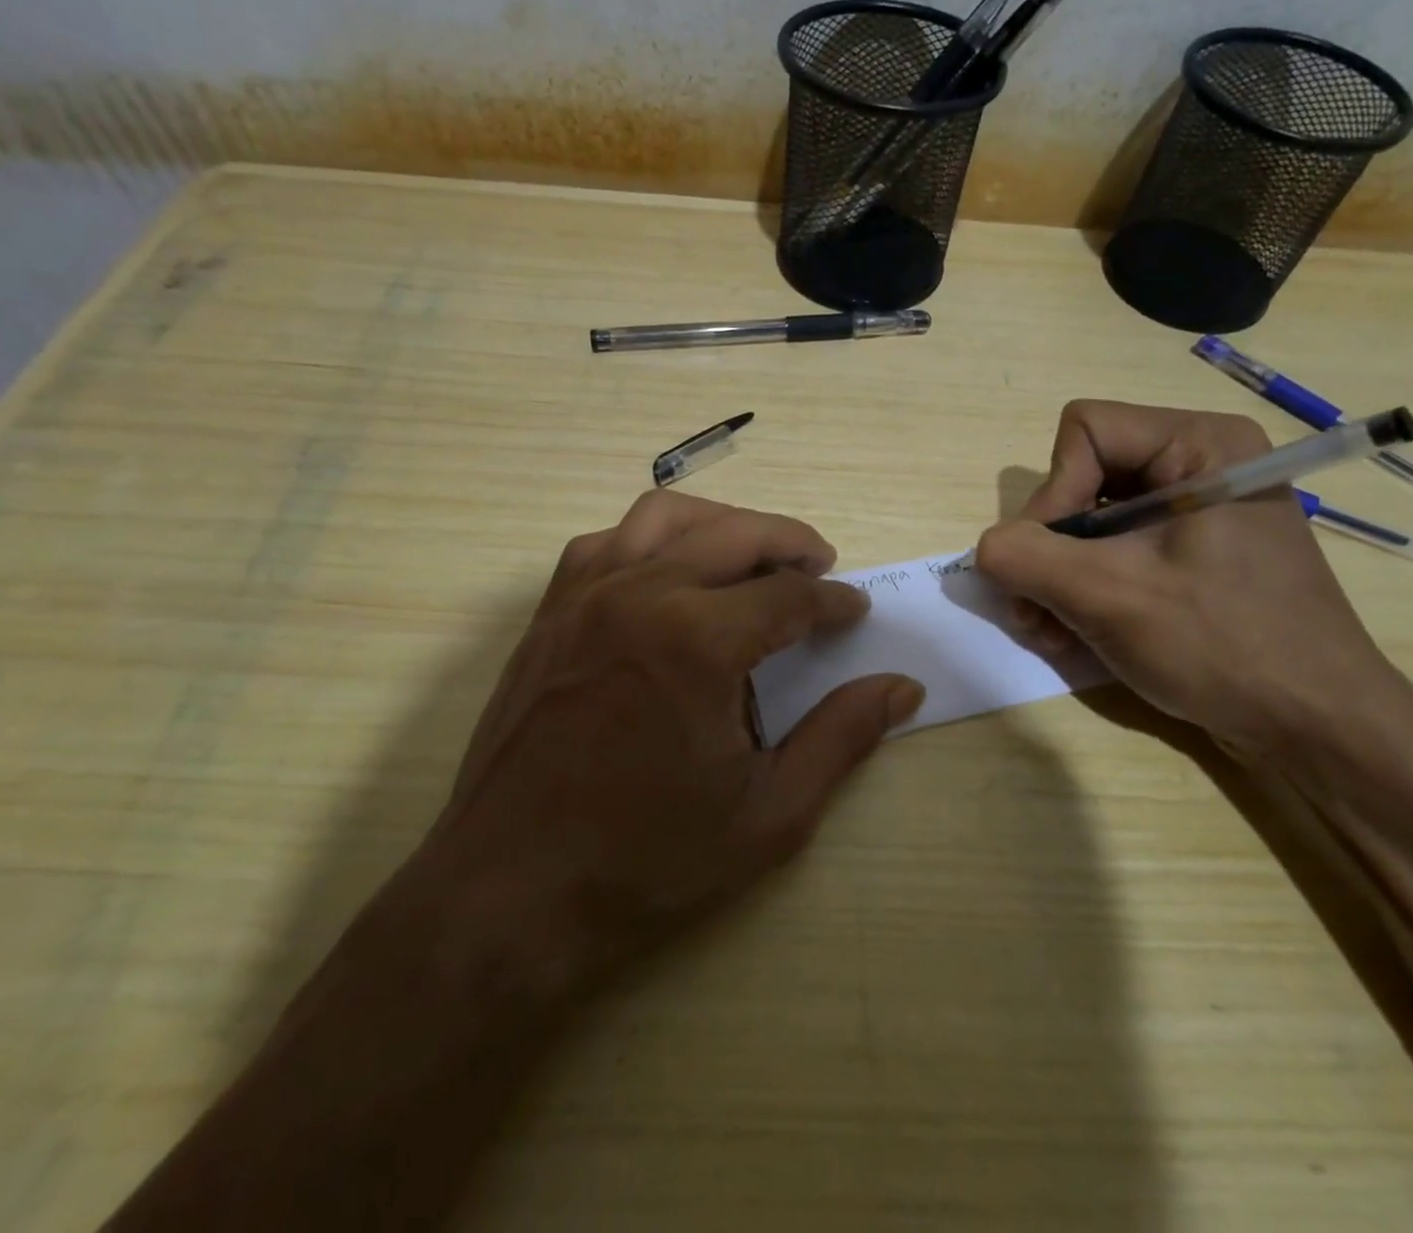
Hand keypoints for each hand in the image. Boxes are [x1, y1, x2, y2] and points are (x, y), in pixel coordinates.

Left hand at [395, 491, 923, 1006]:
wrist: (509, 896)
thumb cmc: (646, 862)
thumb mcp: (768, 814)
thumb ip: (842, 737)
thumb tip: (903, 688)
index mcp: (698, 641)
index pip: (788, 595)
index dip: (832, 601)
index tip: (854, 612)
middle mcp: (640, 594)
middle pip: (735, 533)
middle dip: (791, 542)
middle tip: (821, 567)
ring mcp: (585, 597)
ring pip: (666, 516)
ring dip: (722, 524)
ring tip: (752, 555)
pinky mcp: (550, 613)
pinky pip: (607, 541)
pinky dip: (653, 539)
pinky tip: (670, 573)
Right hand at [975, 399, 1405, 758]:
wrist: (1318, 729)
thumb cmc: (1224, 646)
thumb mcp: (1109, 597)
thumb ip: (1026, 558)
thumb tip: (985, 548)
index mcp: (1199, 443)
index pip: (1084, 432)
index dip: (1053, 493)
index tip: (1053, 562)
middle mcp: (1199, 462)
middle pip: (1082, 477)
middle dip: (1049, 549)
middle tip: (1033, 612)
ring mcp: (1197, 510)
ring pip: (1090, 520)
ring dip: (1057, 577)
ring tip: (1051, 632)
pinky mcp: (1192, 552)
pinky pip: (1115, 550)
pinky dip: (1085, 589)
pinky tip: (1076, 635)